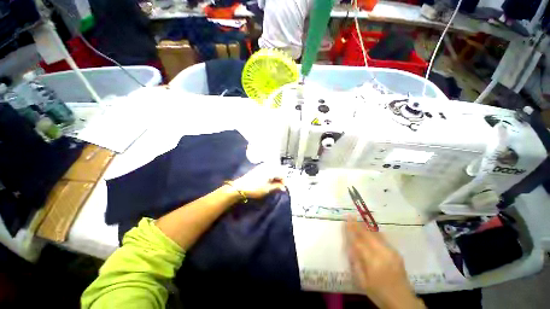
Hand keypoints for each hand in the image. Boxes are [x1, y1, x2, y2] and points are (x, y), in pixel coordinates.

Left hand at [232, 164, 285, 198]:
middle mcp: (268, 166)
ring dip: (276, 177)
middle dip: (281, 179)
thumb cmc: (255, 188)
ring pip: (274, 170)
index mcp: (271, 170)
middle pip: (279, 171)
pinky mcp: (259, 168)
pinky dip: (271, 175)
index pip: (282, 174)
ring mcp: (263, 166)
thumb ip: (277, 186)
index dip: (284, 181)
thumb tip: (283, 187)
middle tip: (280, 187)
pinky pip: (269, 170)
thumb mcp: (268, 189)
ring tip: (275, 185)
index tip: (284, 188)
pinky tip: (270, 181)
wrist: (241, 186)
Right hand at [345, 218, 424, 308]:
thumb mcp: (362, 281)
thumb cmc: (379, 293)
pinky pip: (383, 238)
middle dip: (358, 224)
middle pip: (367, 235)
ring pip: (376, 235)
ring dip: (366, 226)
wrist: (402, 301)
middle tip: (351, 215)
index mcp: (373, 262)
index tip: (346, 221)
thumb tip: (350, 246)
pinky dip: (374, 231)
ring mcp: (391, 252)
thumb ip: (356, 263)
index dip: (351, 231)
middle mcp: (383, 254)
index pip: (359, 242)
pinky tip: (370, 228)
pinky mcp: (396, 252)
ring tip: (358, 218)